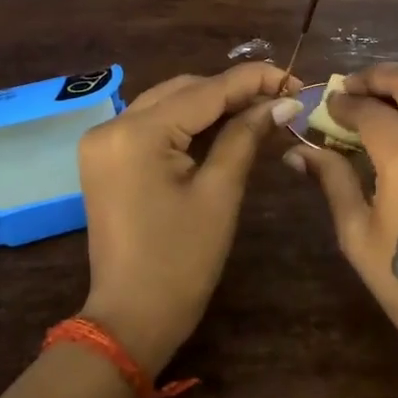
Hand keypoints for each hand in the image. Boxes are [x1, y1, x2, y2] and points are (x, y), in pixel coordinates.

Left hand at [78, 62, 302, 373]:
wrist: (131, 319)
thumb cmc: (181, 262)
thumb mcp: (219, 194)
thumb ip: (246, 137)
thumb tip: (283, 103)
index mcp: (137, 134)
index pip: (205, 91)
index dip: (253, 81)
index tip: (294, 79)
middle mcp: (112, 126)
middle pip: (183, 90)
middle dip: (233, 91)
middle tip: (281, 100)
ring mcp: (103, 142)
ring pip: (167, 104)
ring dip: (212, 104)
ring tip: (260, 110)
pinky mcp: (105, 159)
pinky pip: (152, 126)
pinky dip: (188, 123)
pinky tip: (223, 126)